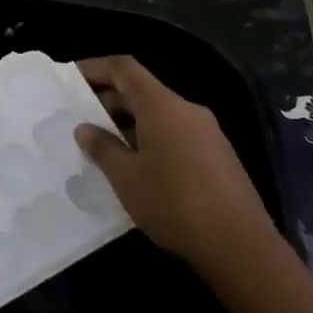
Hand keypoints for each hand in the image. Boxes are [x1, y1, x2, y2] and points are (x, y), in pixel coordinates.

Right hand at [74, 55, 276, 275]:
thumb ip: (103, 148)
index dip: (97, 68)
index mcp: (162, 106)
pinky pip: (176, 133)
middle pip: (143, 90)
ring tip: (105, 147)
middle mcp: (187, 109)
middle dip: (110, 100)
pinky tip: (139, 168)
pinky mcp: (218, 154)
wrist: (240, 245)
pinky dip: (151, 138)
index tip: (72, 79)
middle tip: (81, 120)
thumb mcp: (127, 178)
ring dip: (130, 122)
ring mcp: (207, 132)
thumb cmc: (174, 204)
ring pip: (160, 114)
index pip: (125, 69)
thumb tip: (85, 128)